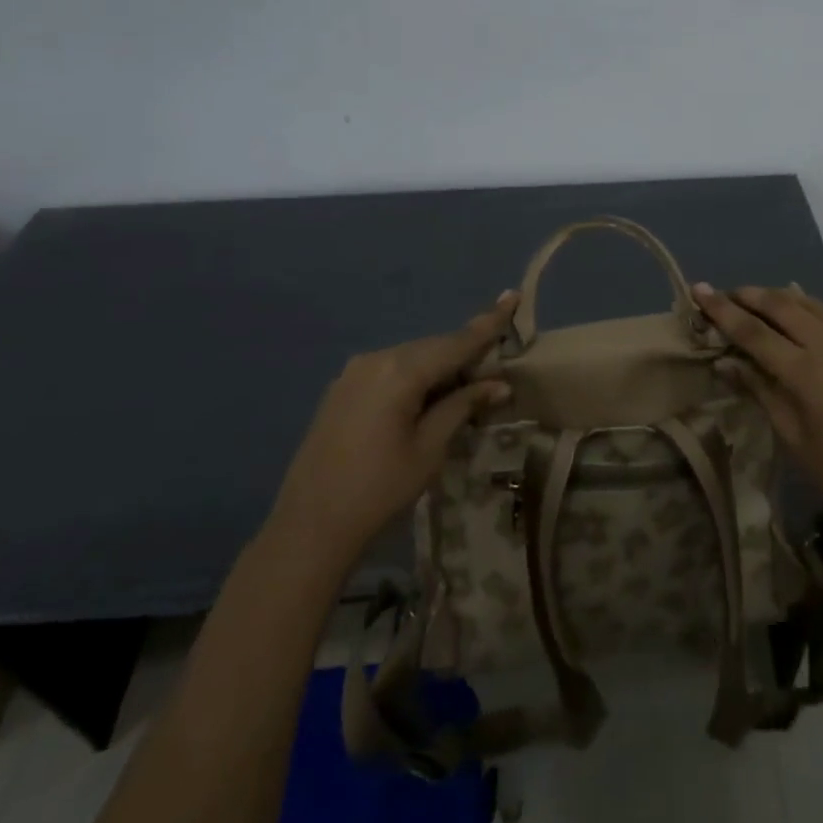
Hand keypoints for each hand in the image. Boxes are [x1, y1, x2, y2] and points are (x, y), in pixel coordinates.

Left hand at [268, 293, 518, 579]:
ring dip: (439, 367)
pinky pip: (389, 370)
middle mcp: (375, 359)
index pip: (456, 341)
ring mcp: (353, 372)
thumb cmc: (379, 491)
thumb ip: (462, 407)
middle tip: (496, 364)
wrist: (309, 527)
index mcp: (400, 370)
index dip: (488, 322)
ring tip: (465, 385)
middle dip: (465, 352)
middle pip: (433, 347)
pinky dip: (414, 377)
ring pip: (411, 357)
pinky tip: (426, 397)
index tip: (513, 295)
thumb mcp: (429, 449)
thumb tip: (499, 384)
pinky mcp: (341, 389)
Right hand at [693, 283, 822, 558]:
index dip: (722, 310)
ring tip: (751, 299)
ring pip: (807, 304)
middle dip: (748, 296)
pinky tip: (793, 311)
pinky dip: (804, 306)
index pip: (753, 331)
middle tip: (722, 295)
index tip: (698, 289)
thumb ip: (760, 390)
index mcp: (805, 372)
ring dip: (776, 297)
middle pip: (781, 306)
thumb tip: (725, 361)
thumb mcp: (793, 437)